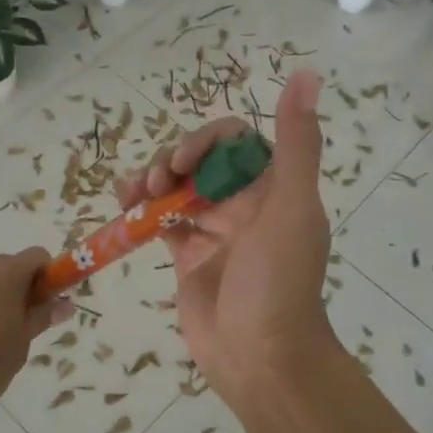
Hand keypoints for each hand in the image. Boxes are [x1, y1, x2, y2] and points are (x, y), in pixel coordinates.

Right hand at [117, 70, 338, 406]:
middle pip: (200, 161)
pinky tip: (125, 210)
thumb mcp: (292, 206)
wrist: (261, 358)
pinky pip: (162, 222)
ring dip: (152, 181)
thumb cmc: (278, 281)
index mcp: (273, 188)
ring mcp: (215, 231)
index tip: (183, 164)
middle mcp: (245, 204)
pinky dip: (142, 212)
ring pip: (177, 189)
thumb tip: (307, 73)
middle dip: (172, 162)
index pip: (235, 141)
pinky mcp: (189, 258)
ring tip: (131, 195)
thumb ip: (297, 142)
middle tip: (155, 183)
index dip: (205, 142)